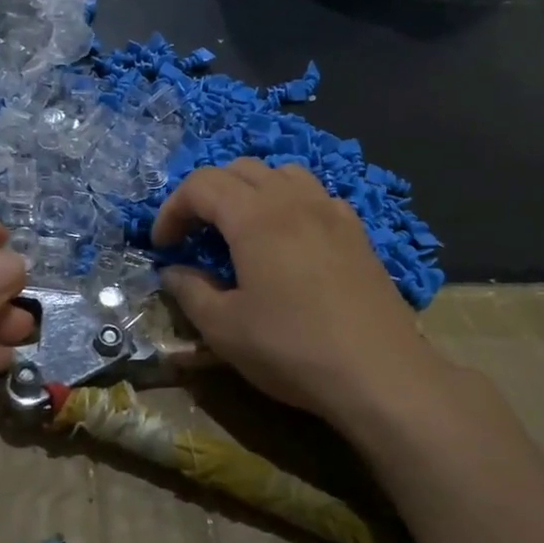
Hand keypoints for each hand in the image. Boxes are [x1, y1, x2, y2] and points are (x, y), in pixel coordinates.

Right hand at [153, 161, 433, 429]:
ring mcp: (332, 212)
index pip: (201, 185)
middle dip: (207, 194)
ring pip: (282, 174)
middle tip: (195, 234)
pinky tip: (289, 241)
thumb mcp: (224, 328)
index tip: (163, 246)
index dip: (173, 209)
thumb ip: (189, 291)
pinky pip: (315, 196)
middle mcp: (294, 200)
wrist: (380, 373)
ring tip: (240, 228)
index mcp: (256, 217)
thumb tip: (173, 271)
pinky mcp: (357, 232)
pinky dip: (288, 203)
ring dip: (250, 190)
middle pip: (240, 169)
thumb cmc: (292, 349)